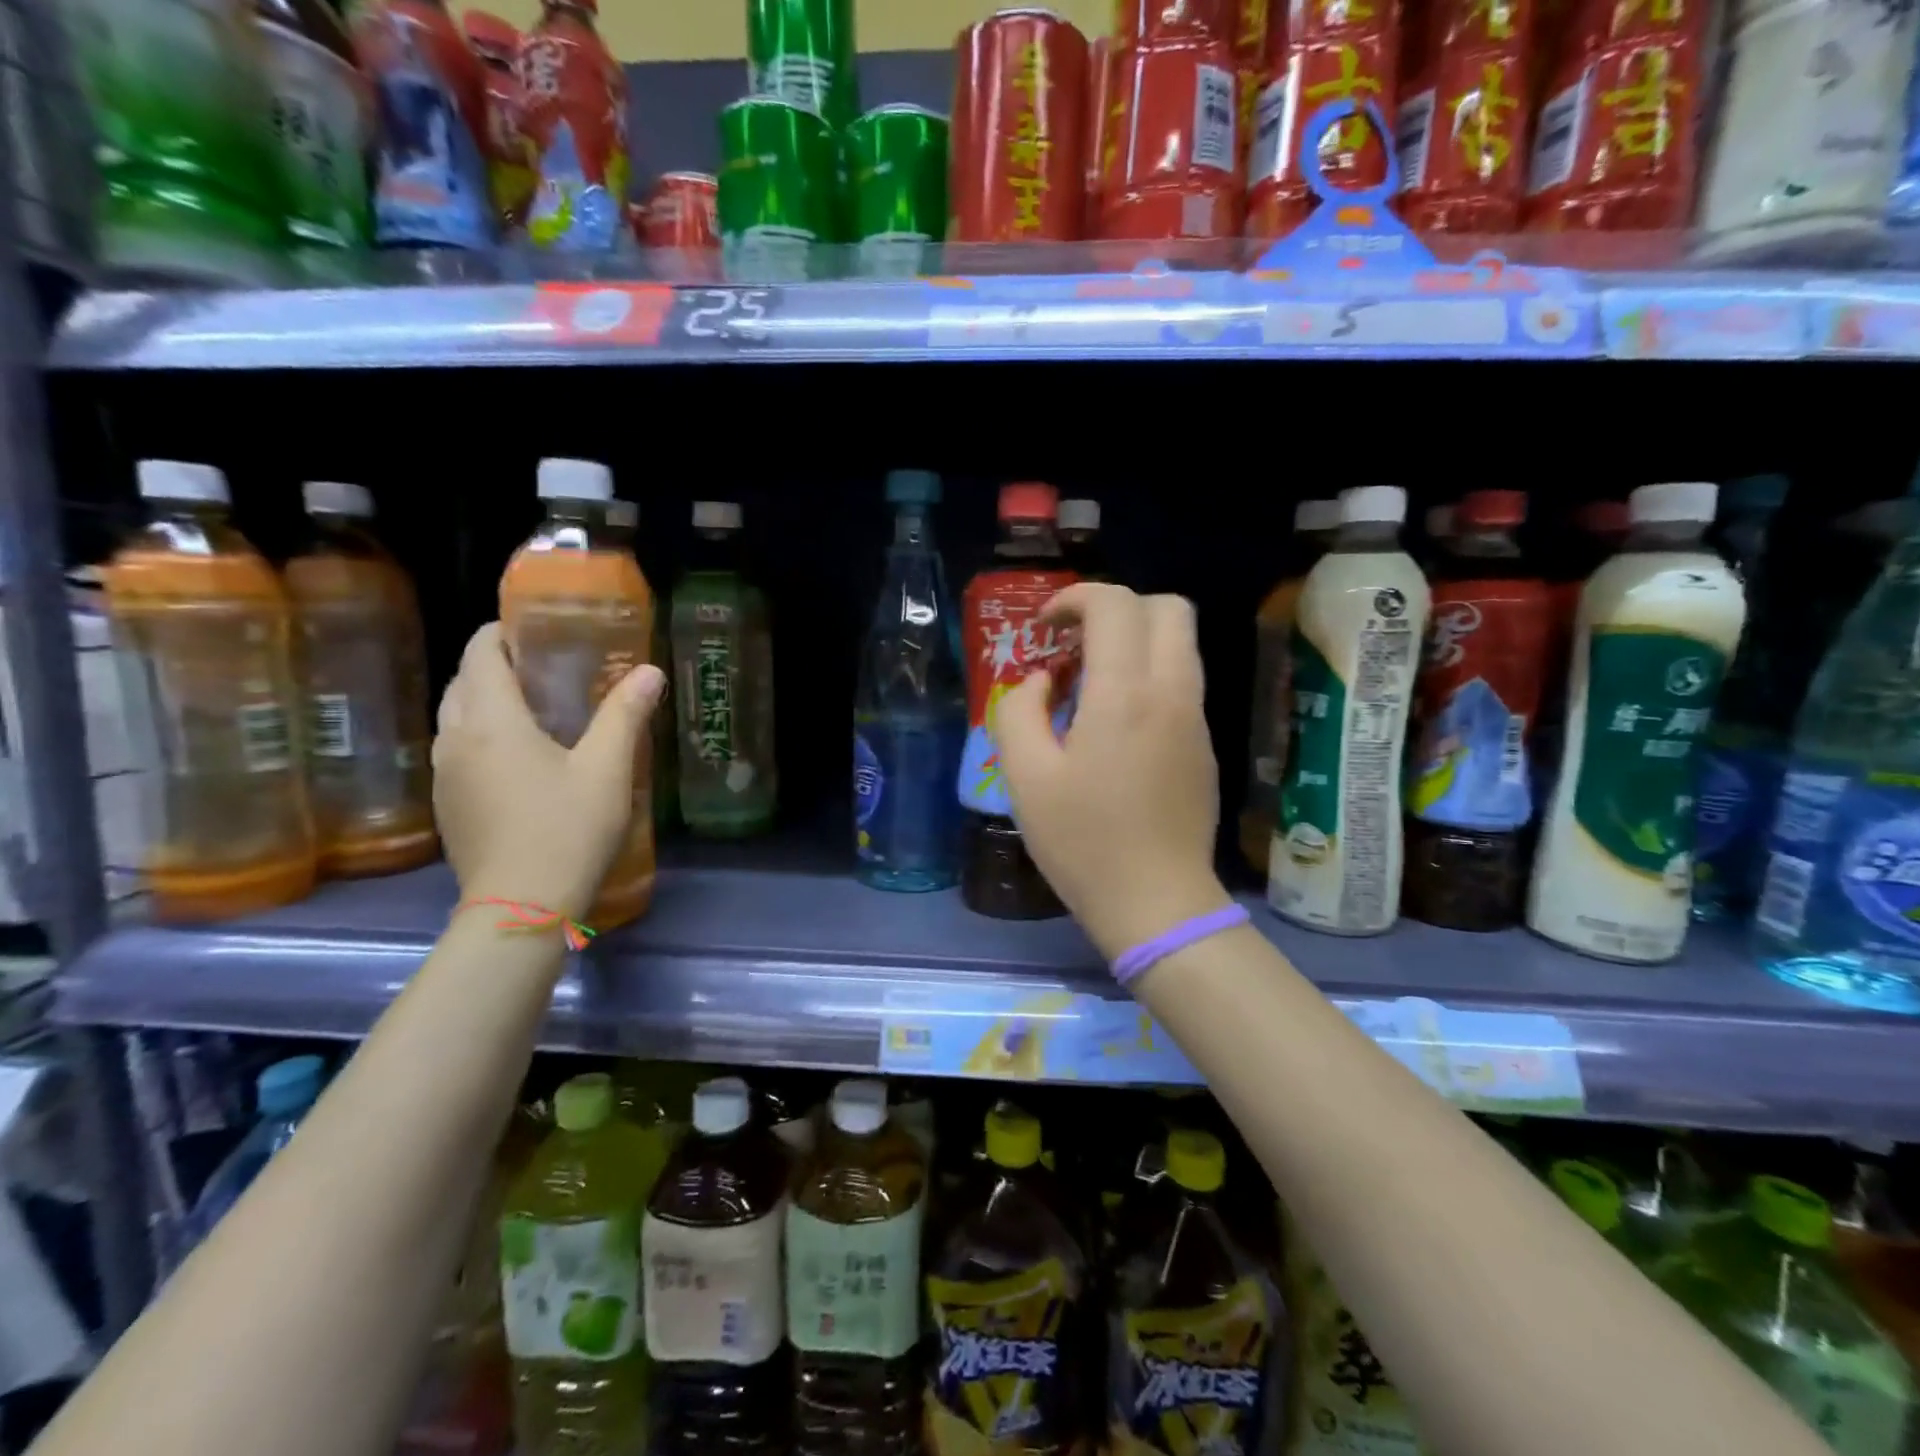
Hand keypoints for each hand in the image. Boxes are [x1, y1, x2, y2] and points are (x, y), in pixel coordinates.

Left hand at [433, 622, 665, 920]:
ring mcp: (445, 776)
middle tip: (543, 668)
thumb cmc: (567, 830)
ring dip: (484, 702)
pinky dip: (480, 736)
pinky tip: (519, 758)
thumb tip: (649, 672)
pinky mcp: (448, 805)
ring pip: (454, 718)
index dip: (502, 633)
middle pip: (462, 683)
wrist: (520, 909)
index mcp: (491, 722)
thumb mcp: (607, 770)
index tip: (535, 629)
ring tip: (533, 709)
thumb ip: (625, 715)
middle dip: (495, 666)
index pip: (480, 655)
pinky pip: (457, 751)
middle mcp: (455, 740)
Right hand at [994, 584, 1232, 959]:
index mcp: (1126, 694)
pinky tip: (1113, 726)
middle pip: (1166, 608)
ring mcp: (1196, 719)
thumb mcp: (1026, 776)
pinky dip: (1148, 676)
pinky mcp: (1204, 746)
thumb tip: (1040, 682)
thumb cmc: (1082, 841)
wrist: (1157, 903)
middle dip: (1116, 610)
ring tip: (1088, 685)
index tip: (1043, 629)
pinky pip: (1181, 683)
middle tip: (1074, 646)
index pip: (1114, 604)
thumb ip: (1019, 711)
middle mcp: (1172, 692)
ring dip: (1134, 642)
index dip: (1073, 600)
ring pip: (1180, 644)